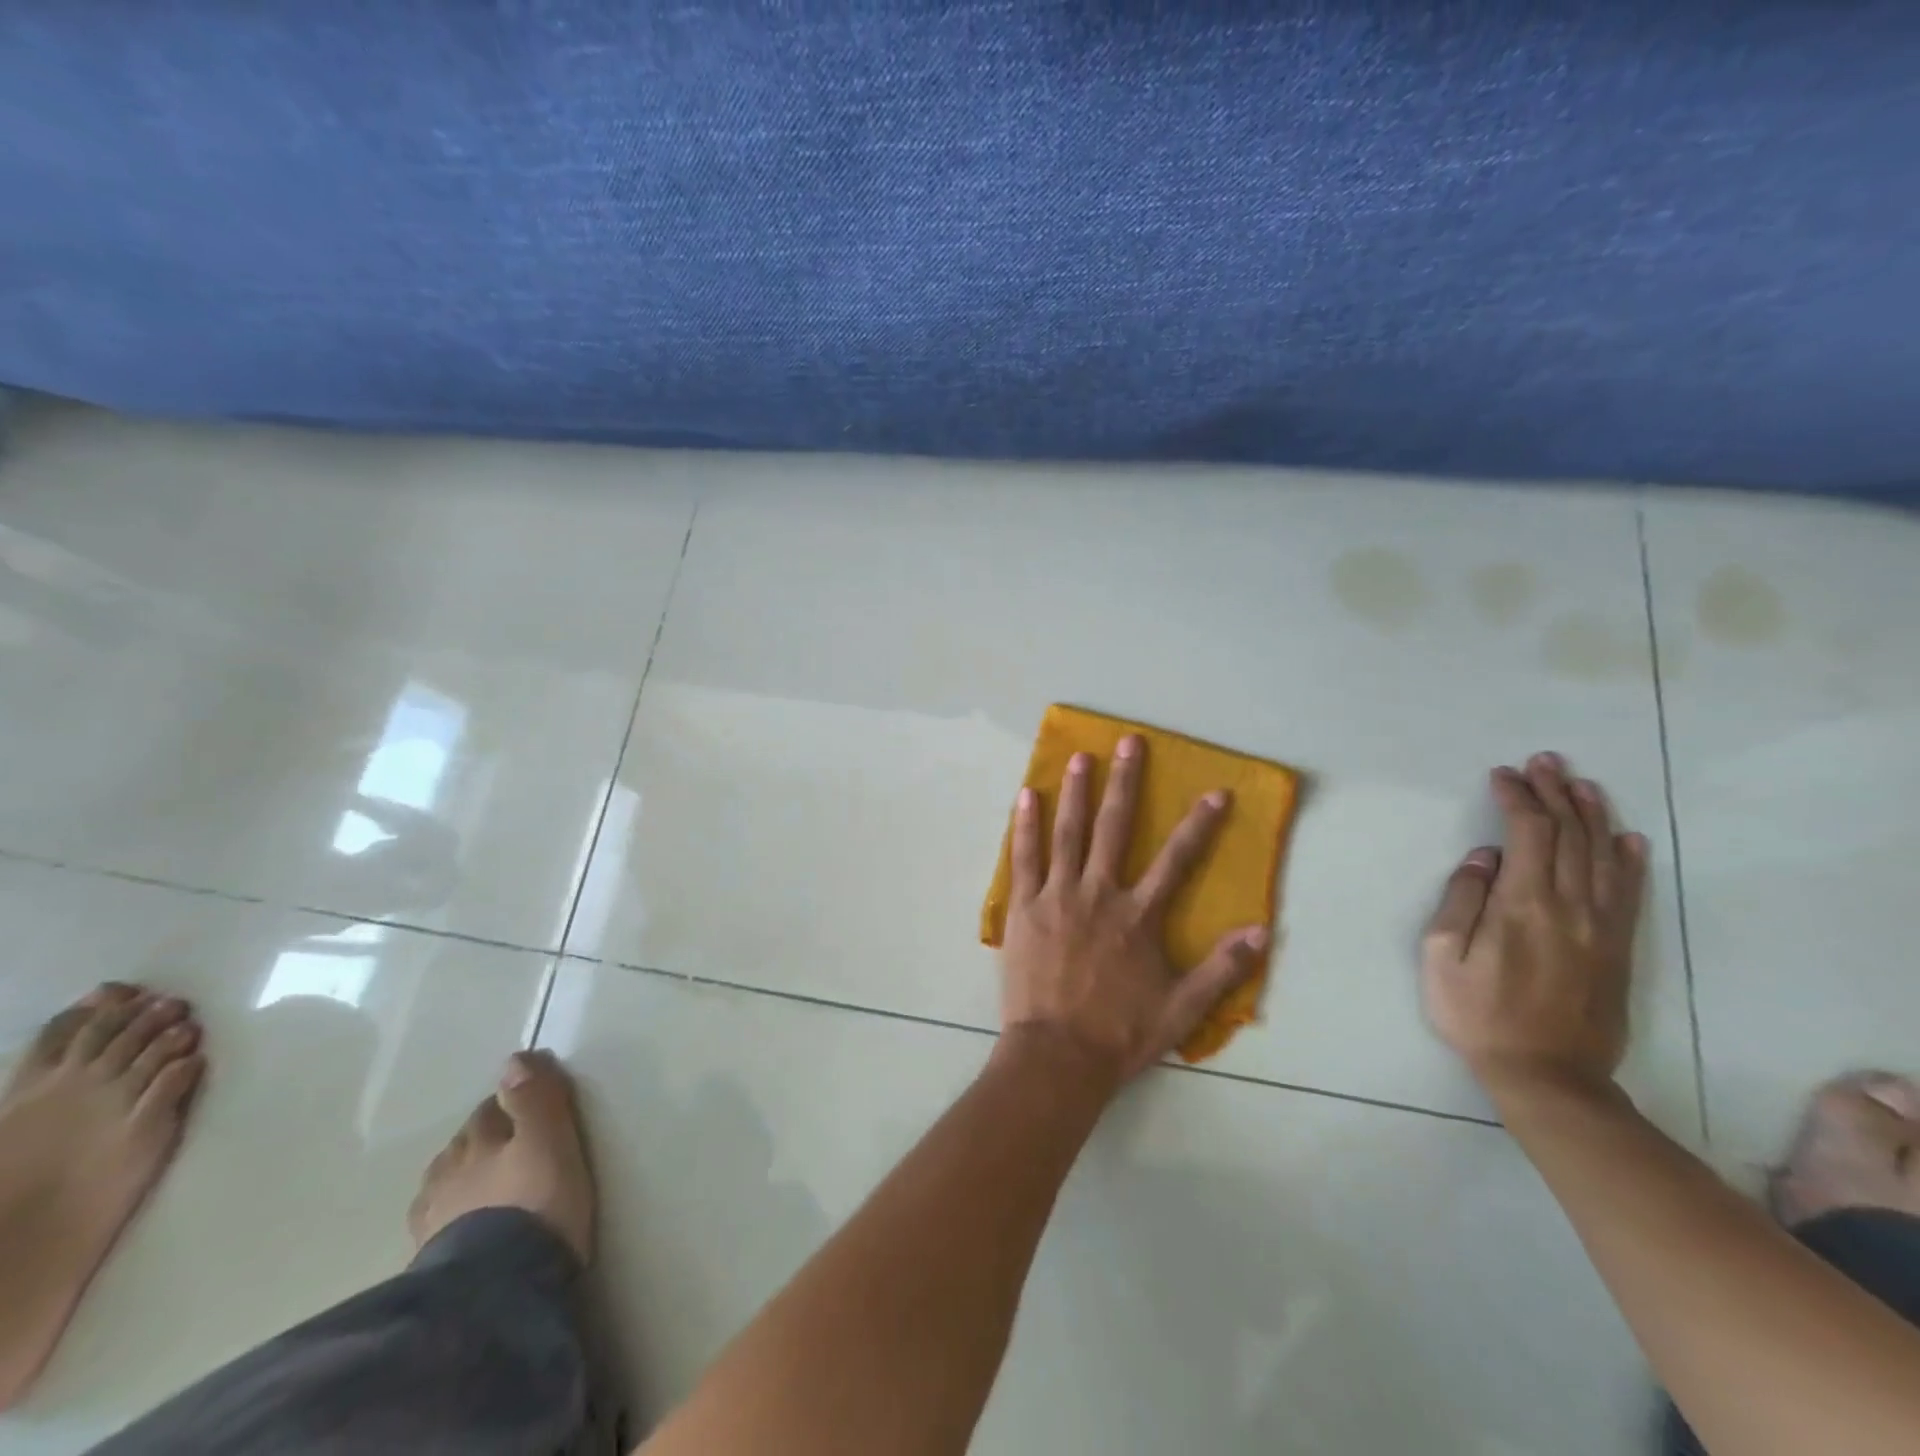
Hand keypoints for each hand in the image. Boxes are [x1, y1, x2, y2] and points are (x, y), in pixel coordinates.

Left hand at [999, 734, 1268, 1088]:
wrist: (1057, 1056)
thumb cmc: (1120, 1033)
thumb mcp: (1182, 1008)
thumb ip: (1222, 969)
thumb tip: (1262, 931)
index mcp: (1138, 916)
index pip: (1177, 860)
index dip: (1199, 825)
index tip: (1215, 792)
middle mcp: (1099, 894)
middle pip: (1115, 828)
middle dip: (1125, 782)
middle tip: (1128, 743)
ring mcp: (1058, 896)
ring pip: (1068, 833)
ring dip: (1075, 792)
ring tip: (1079, 757)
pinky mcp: (1024, 907)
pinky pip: (1025, 858)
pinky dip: (1025, 826)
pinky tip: (1025, 797)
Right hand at [1421, 752, 1649, 1102]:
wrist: (1546, 1074)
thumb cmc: (1477, 1013)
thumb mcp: (1441, 956)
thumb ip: (1461, 900)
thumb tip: (1483, 857)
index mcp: (1522, 904)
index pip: (1527, 833)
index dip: (1516, 797)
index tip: (1501, 775)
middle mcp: (1570, 906)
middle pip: (1569, 835)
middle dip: (1554, 792)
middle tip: (1543, 762)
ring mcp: (1600, 927)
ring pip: (1602, 856)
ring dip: (1592, 814)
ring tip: (1580, 783)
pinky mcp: (1617, 948)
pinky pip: (1628, 893)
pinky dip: (1627, 860)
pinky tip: (1626, 838)